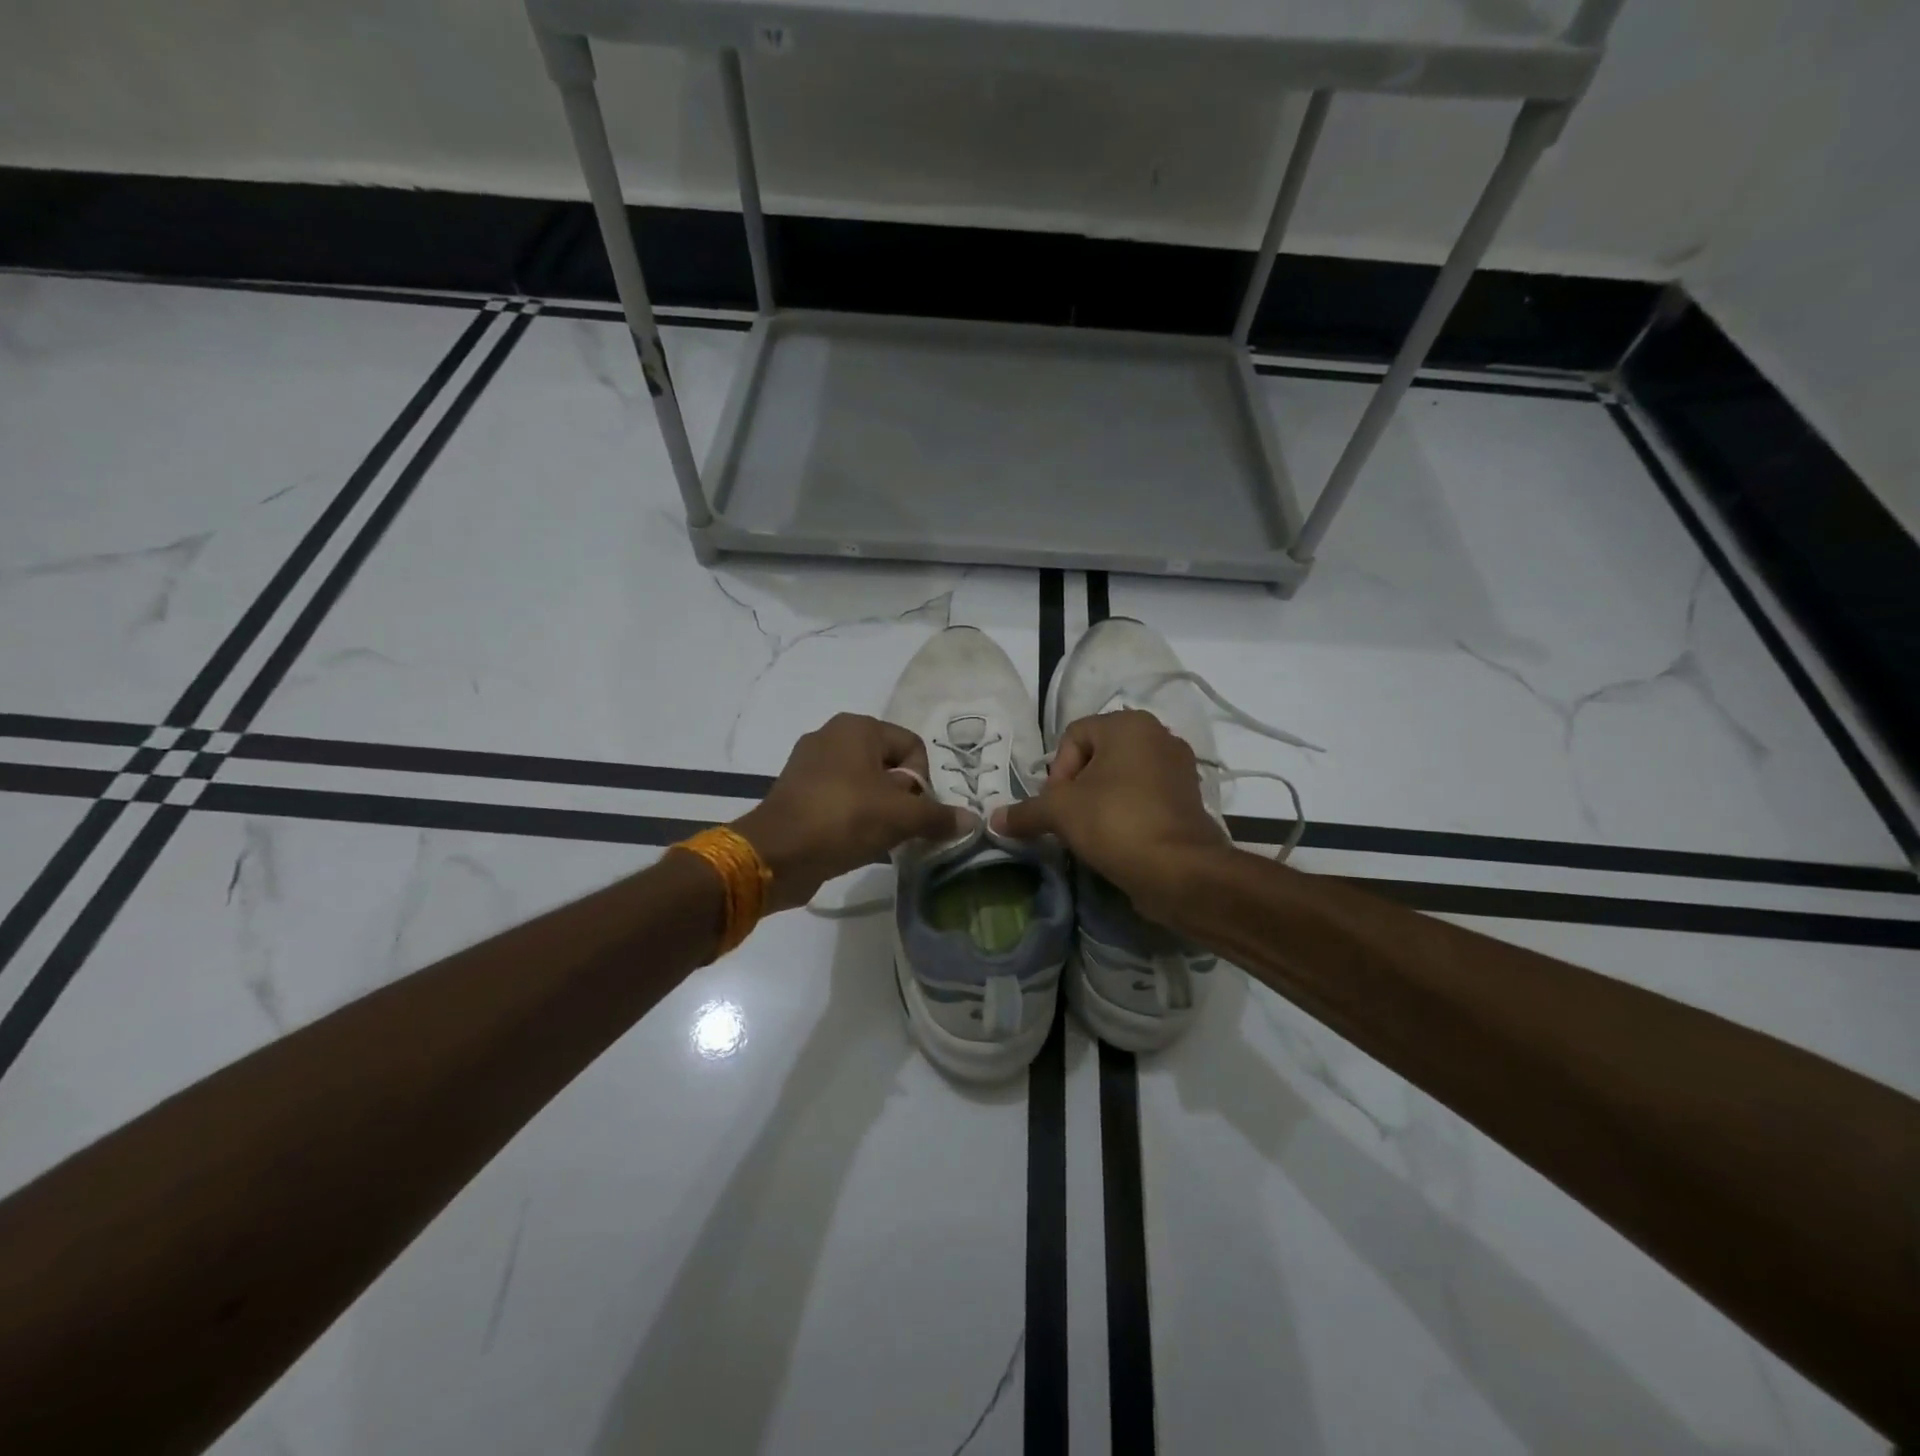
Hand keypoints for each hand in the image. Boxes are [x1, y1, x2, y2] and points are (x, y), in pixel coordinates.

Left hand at [733, 713, 966, 911]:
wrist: (775, 854)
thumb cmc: (843, 819)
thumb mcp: (900, 817)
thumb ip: (938, 816)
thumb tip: (972, 820)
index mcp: (857, 727)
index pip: (912, 747)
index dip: (923, 781)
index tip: (916, 812)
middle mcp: (832, 736)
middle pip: (889, 766)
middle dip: (902, 798)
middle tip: (901, 828)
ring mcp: (809, 765)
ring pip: (864, 785)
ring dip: (880, 811)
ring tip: (881, 839)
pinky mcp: (797, 793)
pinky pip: (840, 800)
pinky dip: (854, 819)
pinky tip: (857, 844)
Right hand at [992, 710, 1227, 915]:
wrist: (1180, 870)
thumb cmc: (1116, 822)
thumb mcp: (1060, 813)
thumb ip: (1025, 811)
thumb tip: (994, 820)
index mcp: (1128, 724)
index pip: (1073, 736)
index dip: (1057, 771)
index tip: (1057, 805)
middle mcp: (1159, 735)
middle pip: (1098, 756)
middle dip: (1078, 787)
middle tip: (1070, 818)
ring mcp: (1179, 767)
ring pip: (1122, 777)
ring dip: (1101, 800)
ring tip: (1092, 832)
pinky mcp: (1189, 799)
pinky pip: (1145, 797)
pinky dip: (1127, 812)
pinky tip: (1118, 839)